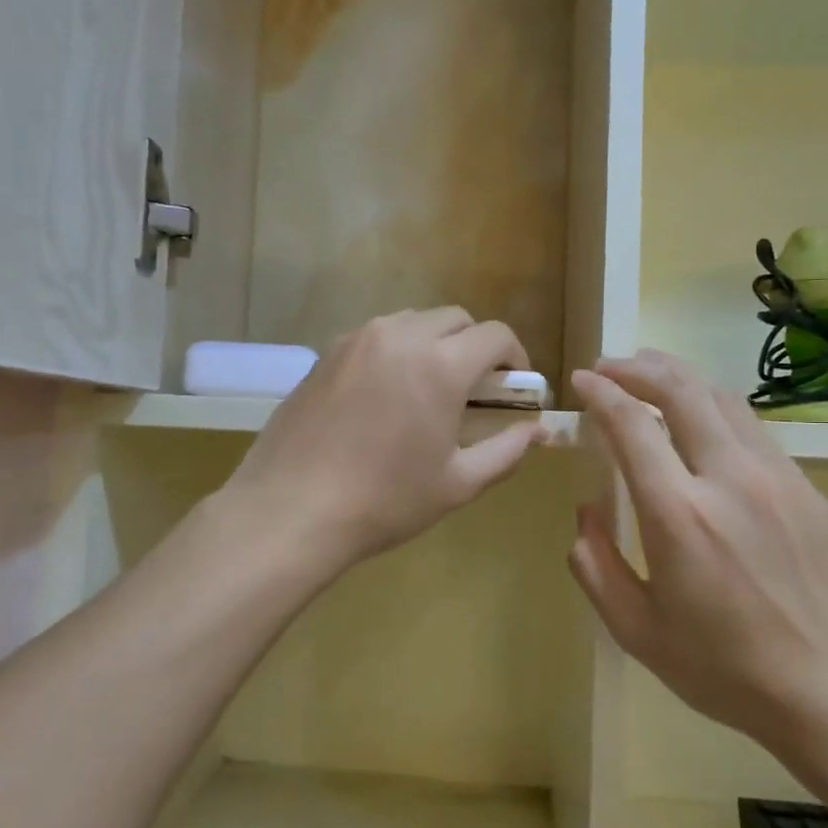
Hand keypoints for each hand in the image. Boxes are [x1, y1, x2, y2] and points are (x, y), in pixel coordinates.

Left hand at [221, 309, 547, 573]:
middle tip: (473, 390)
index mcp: (440, 365)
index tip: (513, 387)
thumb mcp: (457, 483)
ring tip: (427, 389)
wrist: (292, 508)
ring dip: (434, 343)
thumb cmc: (385, 501)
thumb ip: (506, 451)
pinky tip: (384, 394)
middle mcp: (400, 337)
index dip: (515, 357)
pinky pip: (375, 336)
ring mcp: (357, 340)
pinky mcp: (326, 353)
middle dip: (474, 346)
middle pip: (455, 319)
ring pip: (412, 321)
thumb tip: (536, 432)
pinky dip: (395, 350)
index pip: (495, 335)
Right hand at [569, 351, 827, 754]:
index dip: (600, 394)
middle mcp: (729, 479)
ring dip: (679, 377)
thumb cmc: (728, 671)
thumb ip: (596, 566)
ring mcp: (777, 478)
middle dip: (637, 367)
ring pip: (723, 398)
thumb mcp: (638, 632)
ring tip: (650, 375)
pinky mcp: (808, 489)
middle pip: (682, 390)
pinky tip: (702, 422)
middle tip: (609, 367)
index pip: (632, 425)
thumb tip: (586, 512)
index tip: (580, 382)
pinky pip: (753, 428)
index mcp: (679, 515)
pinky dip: (715, 407)